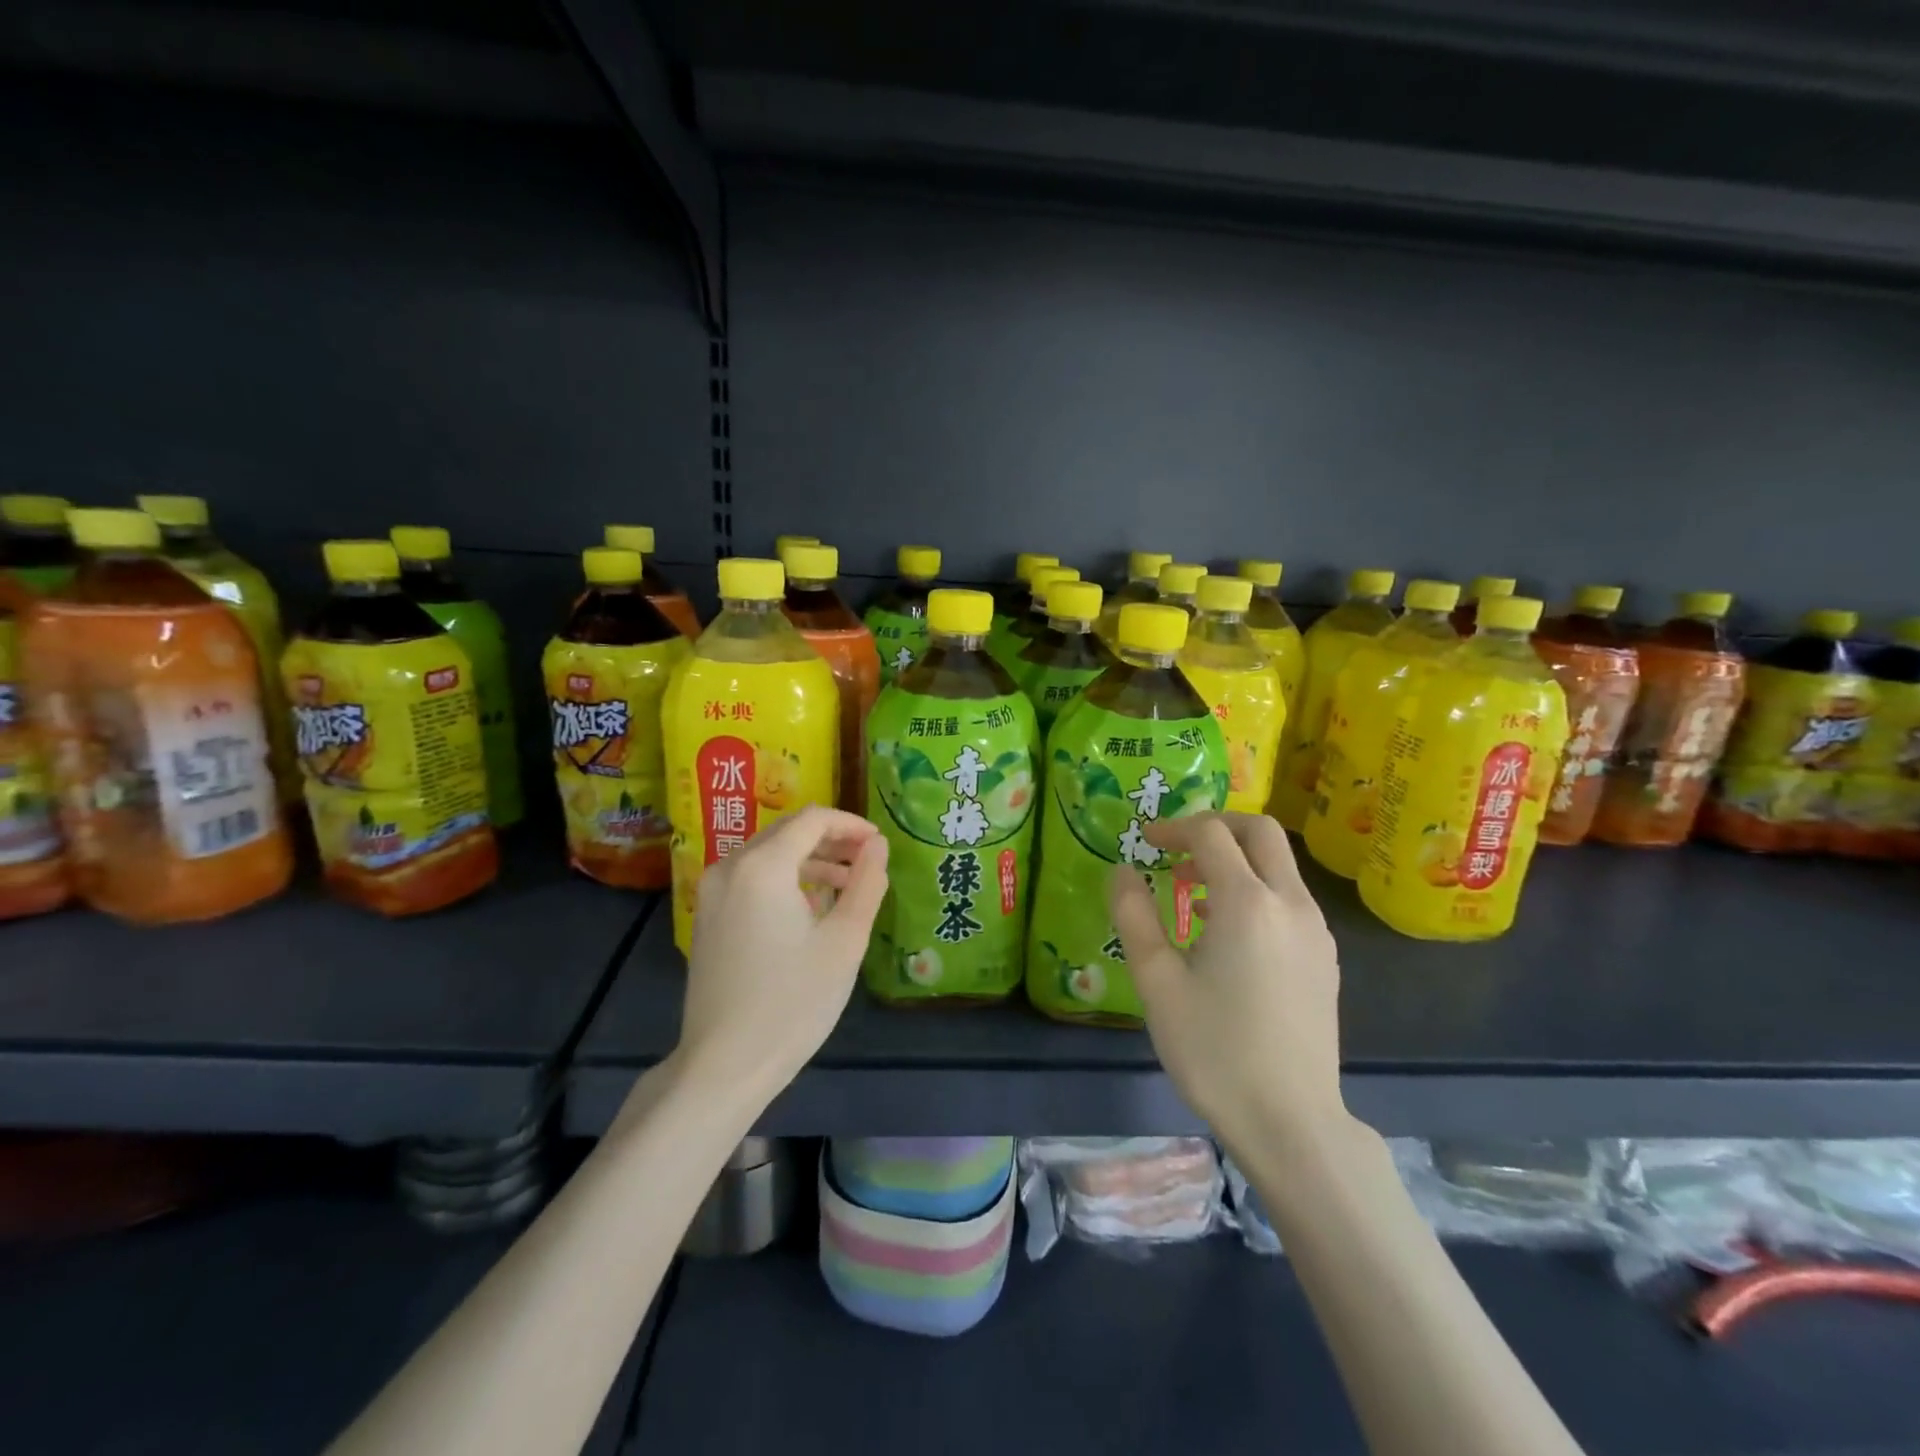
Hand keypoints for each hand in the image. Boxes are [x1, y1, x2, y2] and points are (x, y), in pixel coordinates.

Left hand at [679, 807, 889, 1100]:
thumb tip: (877, 845)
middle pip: (787, 832)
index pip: (812, 820)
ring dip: (810, 859)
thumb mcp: (844, 941)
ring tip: (849, 883)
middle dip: (832, 840)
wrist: (724, 1064)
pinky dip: (785, 879)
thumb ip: (866, 883)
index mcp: (762, 866)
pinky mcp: (708, 916)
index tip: (879, 843)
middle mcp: (730, 867)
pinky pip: (751, 878)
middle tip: (869, 860)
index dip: (850, 824)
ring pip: (768, 854)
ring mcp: (712, 892)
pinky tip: (812, 905)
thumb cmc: (793, 1001)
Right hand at [1109, 812, 1345, 1152]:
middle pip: (1261, 832)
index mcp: (1247, 903)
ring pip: (1280, 864)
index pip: (1211, 835)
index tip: (1144, 841)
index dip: (1174, 828)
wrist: (1291, 1122)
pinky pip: (1290, 897)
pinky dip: (1256, 888)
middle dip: (1216, 826)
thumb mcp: (1157, 983)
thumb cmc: (1214, 1051)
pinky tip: (1225, 931)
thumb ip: (1134, 916)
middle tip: (1177, 847)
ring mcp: (1316, 930)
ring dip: (1236, 859)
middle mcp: (1291, 903)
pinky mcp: (1326, 957)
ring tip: (1191, 892)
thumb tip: (1120, 870)